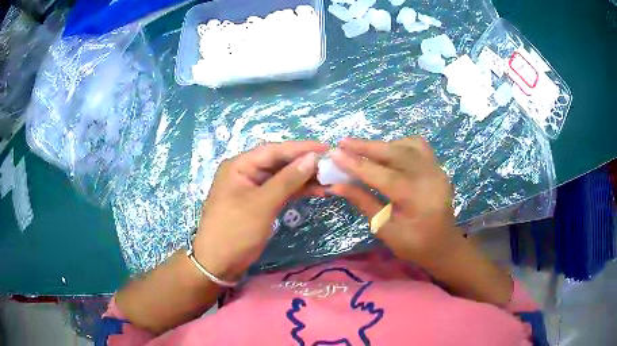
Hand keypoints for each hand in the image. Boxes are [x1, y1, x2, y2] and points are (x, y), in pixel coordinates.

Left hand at [193, 141, 327, 280]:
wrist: (219, 263)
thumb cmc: (235, 231)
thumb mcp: (262, 204)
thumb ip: (287, 180)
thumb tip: (312, 158)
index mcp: (240, 165)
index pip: (274, 150)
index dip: (301, 148)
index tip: (327, 148)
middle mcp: (246, 172)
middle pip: (279, 162)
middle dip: (305, 163)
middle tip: (332, 165)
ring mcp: (253, 188)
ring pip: (283, 177)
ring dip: (304, 178)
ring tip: (329, 179)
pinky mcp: (260, 203)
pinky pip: (281, 191)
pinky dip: (298, 191)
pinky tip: (317, 191)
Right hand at [328, 137, 462, 269]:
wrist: (444, 243)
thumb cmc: (414, 244)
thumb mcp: (385, 229)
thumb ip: (364, 203)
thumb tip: (337, 185)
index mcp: (417, 200)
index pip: (383, 176)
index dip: (357, 164)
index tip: (334, 154)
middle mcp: (430, 178)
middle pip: (396, 153)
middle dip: (366, 146)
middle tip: (343, 143)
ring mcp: (436, 169)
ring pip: (406, 145)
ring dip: (382, 145)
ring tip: (361, 149)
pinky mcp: (437, 166)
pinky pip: (417, 146)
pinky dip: (399, 144)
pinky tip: (388, 153)